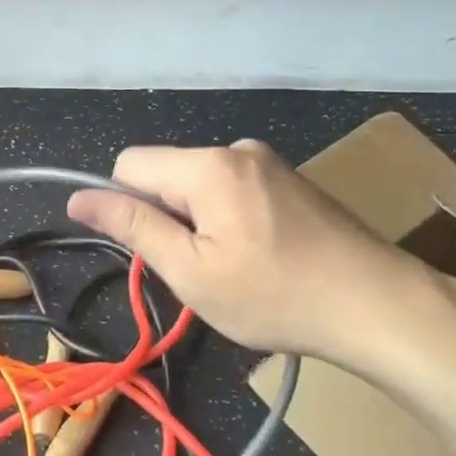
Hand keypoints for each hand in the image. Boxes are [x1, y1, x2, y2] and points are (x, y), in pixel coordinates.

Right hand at [67, 140, 436, 369]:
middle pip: (169, 174)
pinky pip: (235, 191)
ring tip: (237, 271)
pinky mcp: (292, 180)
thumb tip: (78, 197)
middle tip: (202, 272)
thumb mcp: (192, 271)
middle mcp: (237, 149)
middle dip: (169, 219)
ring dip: (201, 224)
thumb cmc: (276, 295)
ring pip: (202, 186)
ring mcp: (270, 163)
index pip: (130, 164)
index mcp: (208, 165)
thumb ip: (133, 226)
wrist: (378, 305)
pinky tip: (263, 259)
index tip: (152, 253)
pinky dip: (231, 221)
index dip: (124, 207)